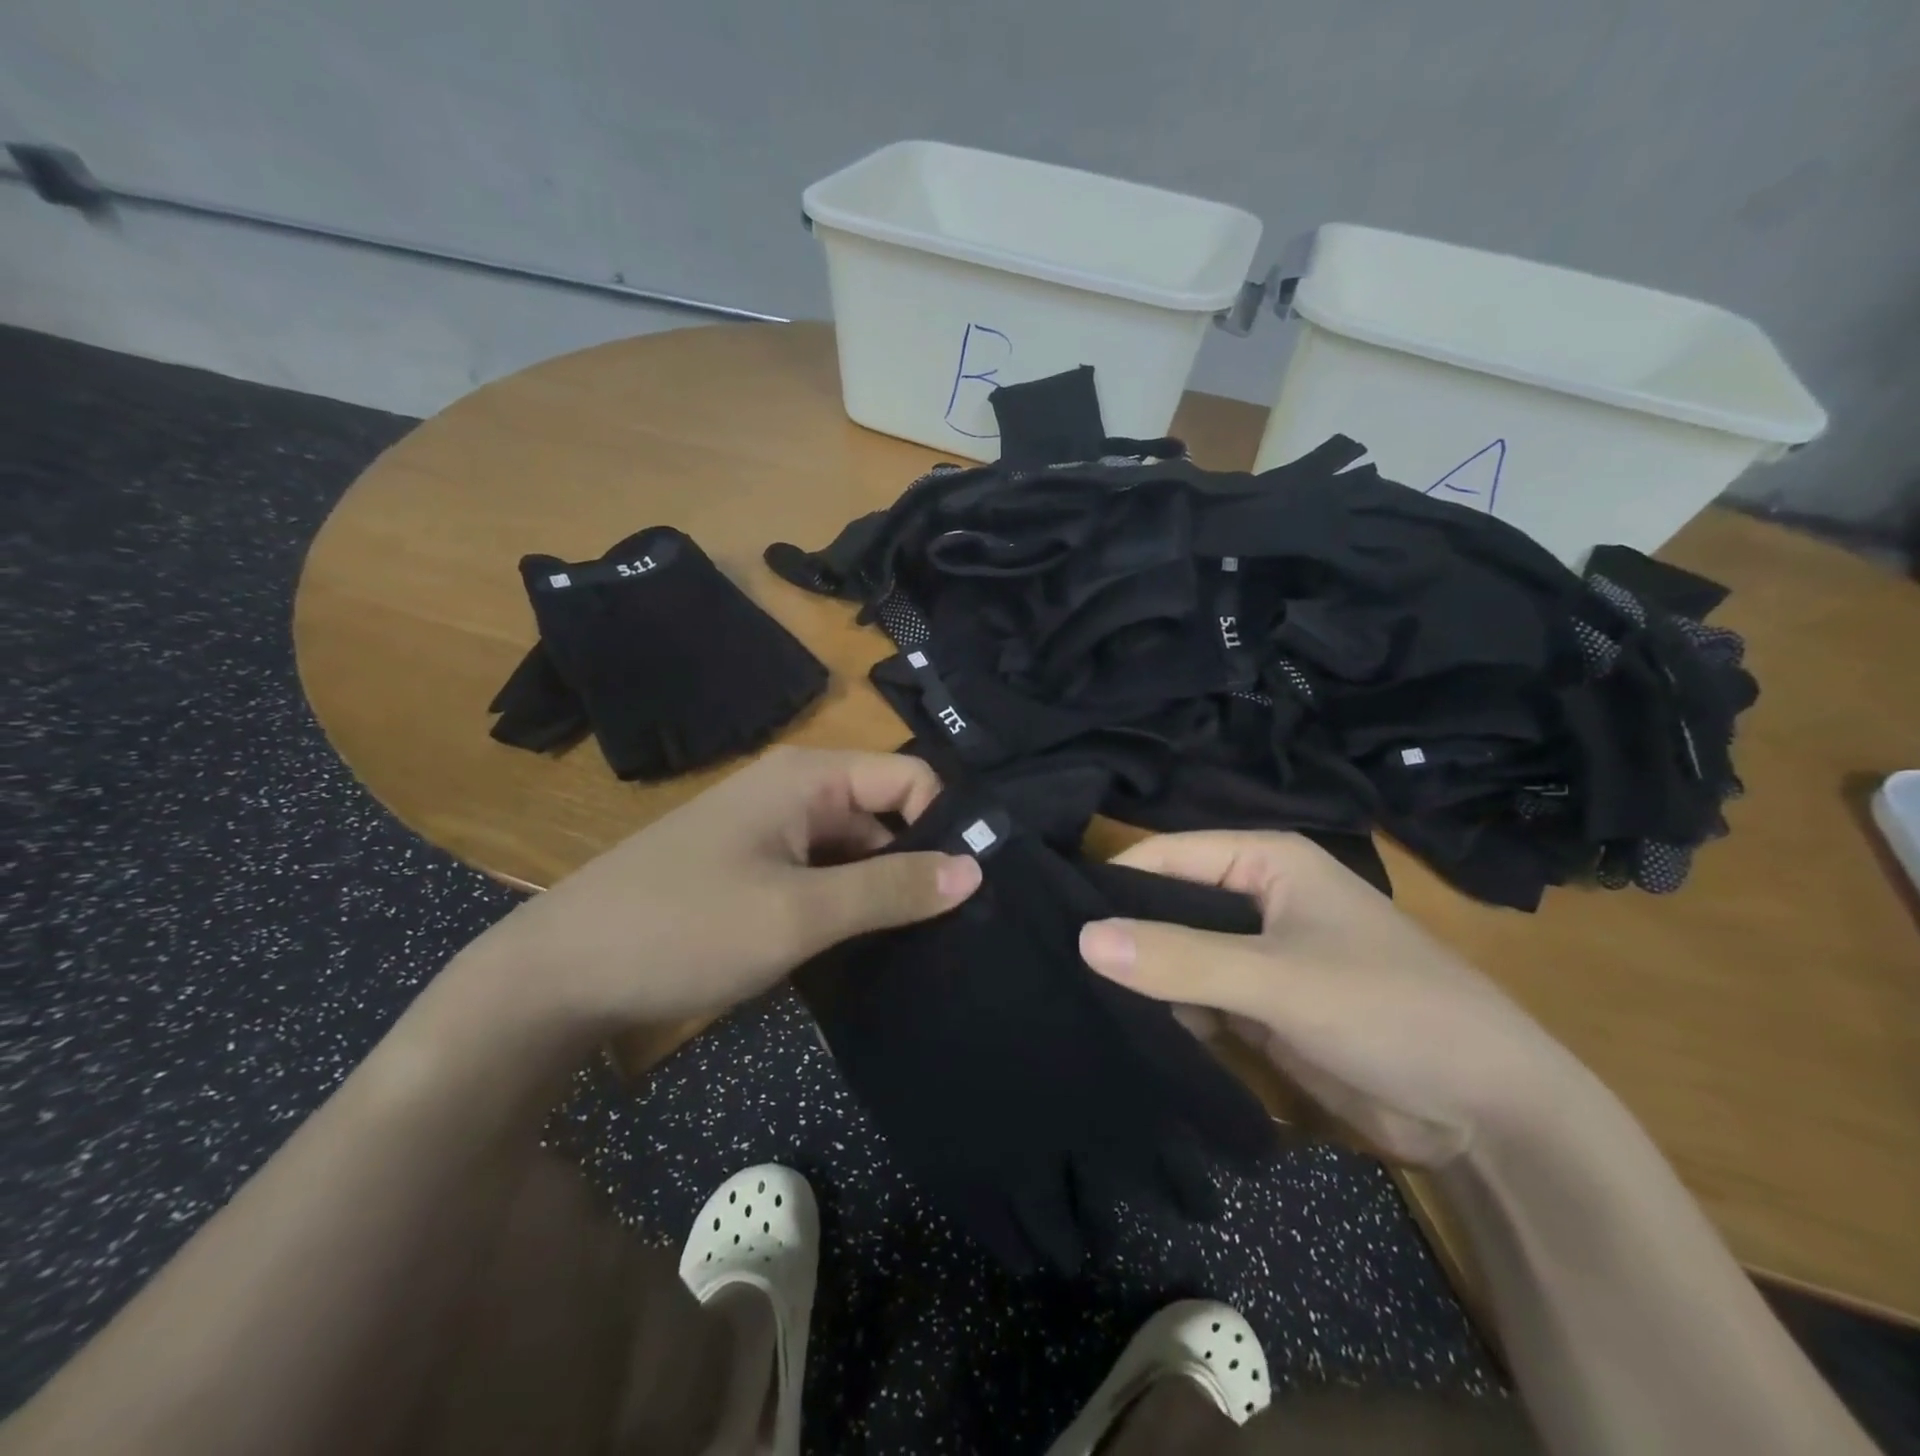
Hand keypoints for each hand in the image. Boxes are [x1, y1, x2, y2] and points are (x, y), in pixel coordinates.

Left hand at [462, 748, 981, 1033]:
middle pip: (886, 812)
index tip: (967, 892)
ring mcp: (770, 830)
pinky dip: (846, 906)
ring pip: (855, 849)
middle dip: (917, 864)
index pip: (911, 777)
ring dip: (882, 892)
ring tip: (918, 949)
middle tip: (951, 932)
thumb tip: (976, 868)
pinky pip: (822, 874)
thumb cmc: (682, 929)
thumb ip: (891, 888)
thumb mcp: (799, 914)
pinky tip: (864, 951)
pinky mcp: (754, 868)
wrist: (557, 975)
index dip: (944, 826)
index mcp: (809, 776)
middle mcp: (795, 789)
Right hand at [1077, 831, 1577, 1166]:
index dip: (1112, 883)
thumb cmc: (1389, 1011)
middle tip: (1050, 963)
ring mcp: (1256, 954)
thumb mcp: (1279, 980)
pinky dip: (1165, 1010)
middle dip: (1121, 933)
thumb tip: (1081, 937)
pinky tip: (1119, 1026)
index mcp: (1265, 861)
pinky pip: (1195, 995)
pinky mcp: (1259, 1005)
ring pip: (1177, 953)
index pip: (1165, 856)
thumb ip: (1181, 958)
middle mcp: (1256, 897)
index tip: (1050, 917)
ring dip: (1139, 976)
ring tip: (1070, 995)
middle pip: (1166, 903)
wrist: (1489, 1114)